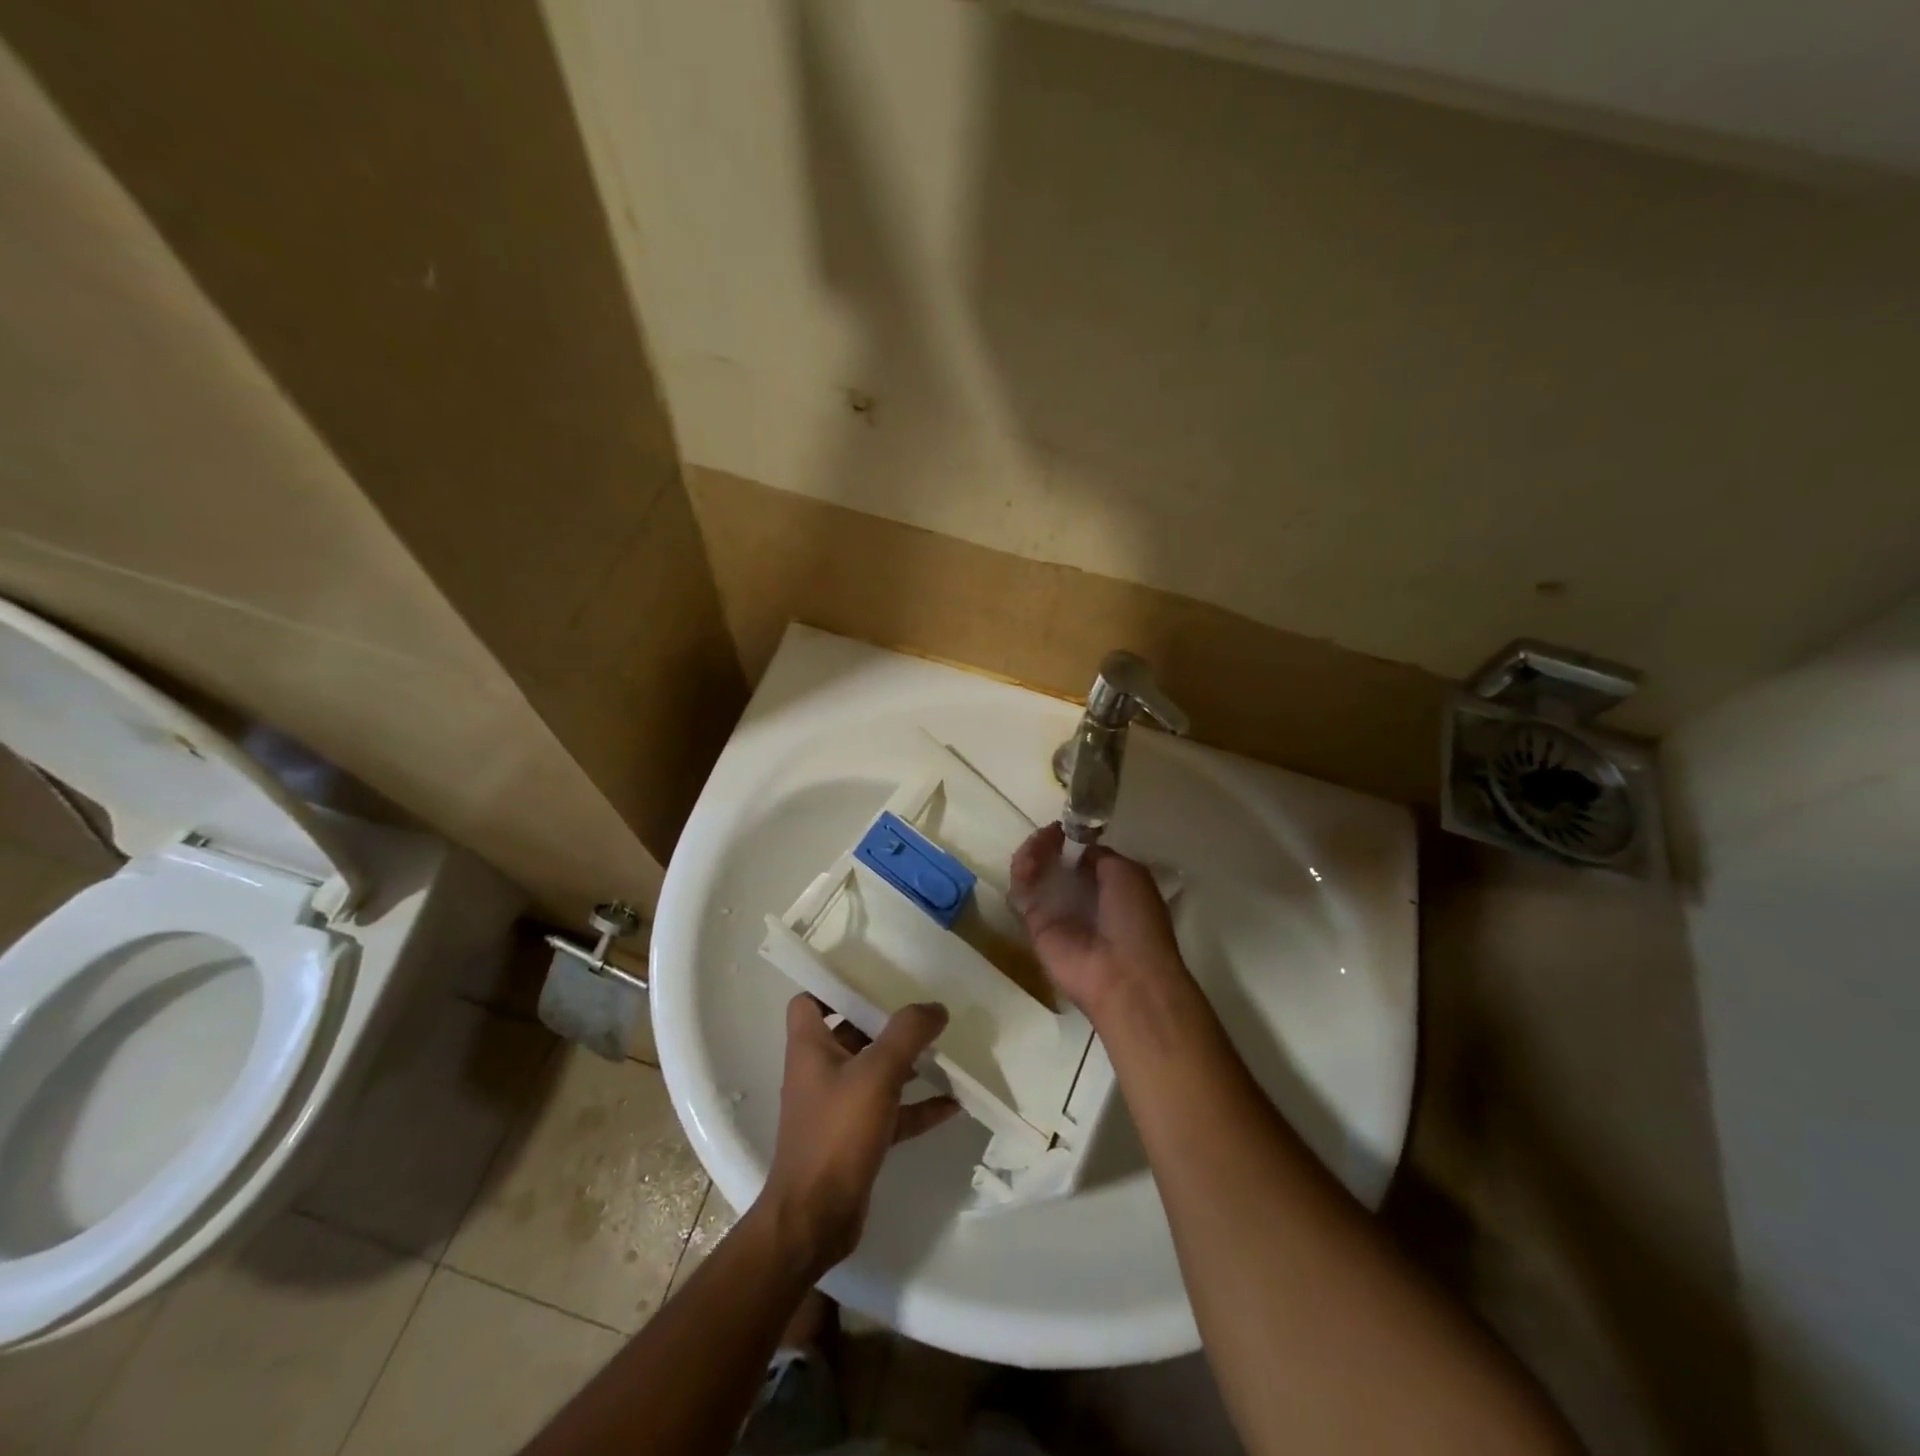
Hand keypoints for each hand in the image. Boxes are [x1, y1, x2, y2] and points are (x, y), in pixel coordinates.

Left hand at [759, 995, 959, 1277]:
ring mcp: (838, 1107)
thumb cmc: (836, 1133)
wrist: (815, 1219)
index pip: (810, 1001)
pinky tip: (952, 1103)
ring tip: (943, 1049)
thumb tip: (936, 1006)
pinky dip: (917, 1106)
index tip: (872, 976)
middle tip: (922, 1008)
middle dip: (885, 1022)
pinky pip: (891, 1112)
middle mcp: (820, 1071)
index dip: (833, 986)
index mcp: (810, 1047)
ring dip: (905, 1063)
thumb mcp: (876, 1073)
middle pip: (851, 1033)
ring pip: (874, 1072)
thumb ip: (908, 1034)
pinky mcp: (856, 1138)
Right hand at [1009, 823, 1190, 1019]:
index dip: (1070, 838)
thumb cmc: (1135, 920)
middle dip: (1046, 843)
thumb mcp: (1128, 874)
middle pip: (1053, 861)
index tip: (1062, 827)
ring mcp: (1057, 911)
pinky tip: (1027, 865)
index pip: (1081, 854)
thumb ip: (1099, 856)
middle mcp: (1082, 896)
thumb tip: (1076, 846)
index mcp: (1110, 884)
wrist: (1124, 975)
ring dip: (1032, 854)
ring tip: (1034, 849)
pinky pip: (1022, 893)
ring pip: (1035, 874)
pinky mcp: (1035, 926)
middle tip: (1046, 835)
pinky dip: (1021, 874)